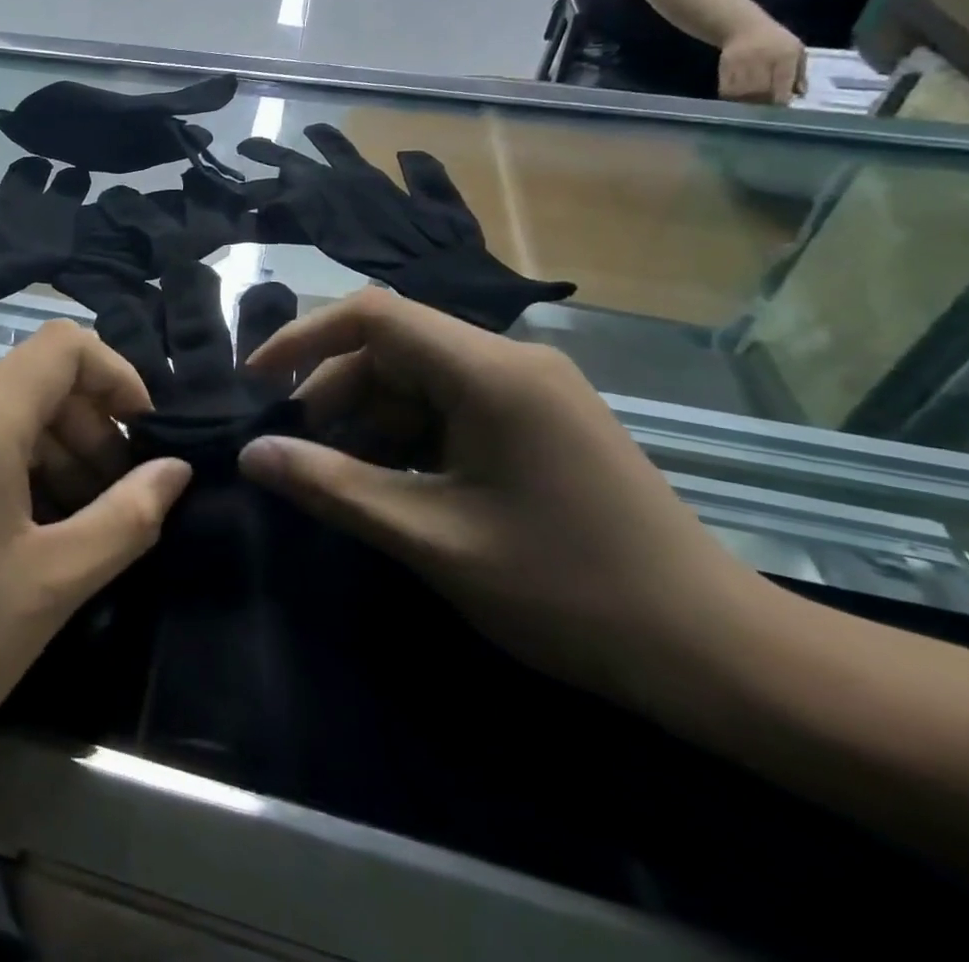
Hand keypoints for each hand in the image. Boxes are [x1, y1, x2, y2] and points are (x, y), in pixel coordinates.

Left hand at [0, 322, 190, 806]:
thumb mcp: (52, 583)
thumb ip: (128, 515)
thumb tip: (177, 469)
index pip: (64, 345)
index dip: (117, 375)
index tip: (147, 432)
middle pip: (34, 380)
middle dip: (89, 426)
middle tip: (117, 497)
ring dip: (52, 449)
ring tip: (77, 519)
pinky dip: (8, 462)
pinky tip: (22, 525)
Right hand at [237, 289, 773, 707]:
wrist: (717, 653)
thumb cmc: (570, 592)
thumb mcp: (433, 539)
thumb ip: (333, 487)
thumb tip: (252, 453)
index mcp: (490, 372)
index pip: (375, 314)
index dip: (305, 338)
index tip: (259, 382)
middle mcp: (511, 361)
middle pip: (393, 348)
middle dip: (336, 395)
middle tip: (300, 455)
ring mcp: (530, 389)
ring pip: (419, 379)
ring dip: (371, 421)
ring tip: (346, 480)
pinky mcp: (540, 419)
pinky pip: (452, 406)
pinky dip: (410, 437)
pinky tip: (399, 486)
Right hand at [719, 15, 807, 104]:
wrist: (743, 27)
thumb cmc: (775, 40)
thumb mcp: (796, 51)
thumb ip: (799, 73)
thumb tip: (799, 94)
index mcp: (786, 56)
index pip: (783, 83)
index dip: (781, 98)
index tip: (781, 105)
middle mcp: (763, 59)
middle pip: (760, 91)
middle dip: (763, 102)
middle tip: (765, 106)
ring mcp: (742, 63)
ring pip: (742, 92)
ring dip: (747, 101)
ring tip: (752, 102)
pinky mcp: (725, 67)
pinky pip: (726, 89)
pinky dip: (732, 97)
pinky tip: (737, 97)